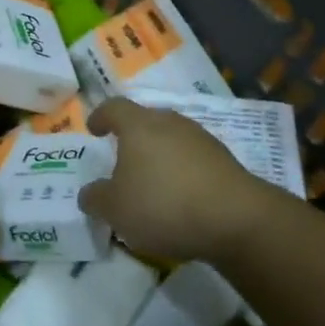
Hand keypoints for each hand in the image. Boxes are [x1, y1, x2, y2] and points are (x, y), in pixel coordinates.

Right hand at [77, 98, 272, 261]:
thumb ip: (96, 199)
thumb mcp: (116, 210)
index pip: (114, 108)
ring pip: (170, 138)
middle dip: (131, 138)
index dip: (101, 116)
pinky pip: (191, 158)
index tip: (94, 128)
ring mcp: (199, 138)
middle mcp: (168, 122)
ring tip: (152, 182)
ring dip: (159, 155)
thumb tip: (89, 193)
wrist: (235, 217)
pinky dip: (181, 171)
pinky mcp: (223, 158)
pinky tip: (180, 197)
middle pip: (144, 121)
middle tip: (122, 159)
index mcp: (138, 125)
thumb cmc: (163, 204)